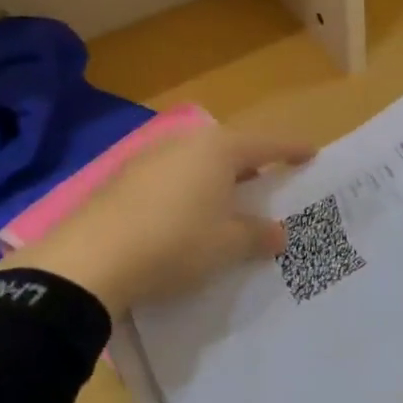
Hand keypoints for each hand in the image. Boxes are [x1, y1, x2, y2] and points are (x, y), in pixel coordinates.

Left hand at [4, 126, 314, 313]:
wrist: (90, 260)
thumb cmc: (174, 243)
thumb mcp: (226, 245)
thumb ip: (257, 235)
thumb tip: (278, 233)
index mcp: (218, 149)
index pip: (267, 143)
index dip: (292, 150)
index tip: (312, 153)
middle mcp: (186, 142)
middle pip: (231, 148)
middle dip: (252, 165)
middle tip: (270, 183)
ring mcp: (151, 157)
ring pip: (198, 162)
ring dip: (217, 179)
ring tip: (229, 203)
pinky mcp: (124, 178)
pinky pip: (171, 177)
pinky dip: (188, 190)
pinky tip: (185, 217)